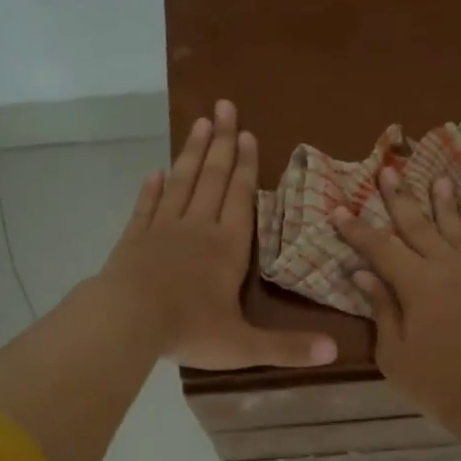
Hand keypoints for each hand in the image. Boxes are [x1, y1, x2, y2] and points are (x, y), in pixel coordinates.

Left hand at [99, 100, 336, 370]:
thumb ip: (287, 348)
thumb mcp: (243, 346)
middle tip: (225, 107)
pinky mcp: (134, 239)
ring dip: (191, 153)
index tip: (247, 134)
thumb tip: (334, 353)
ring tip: (199, 122)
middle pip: (212, 178)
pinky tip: (155, 172)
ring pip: (181, 183)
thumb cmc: (189, 330)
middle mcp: (197, 229)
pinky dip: (151, 189)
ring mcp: (162, 230)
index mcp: (227, 248)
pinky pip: (145, 207)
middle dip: (221, 143)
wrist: (126, 321)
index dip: (245, 167)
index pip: (240, 199)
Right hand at [332, 169, 460, 426]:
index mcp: (416, 283)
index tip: (339, 209)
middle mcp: (448, 268)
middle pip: (419, 227)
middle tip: (389, 170)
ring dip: (448, 207)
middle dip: (401, 199)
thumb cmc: (436, 381)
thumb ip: (382, 308)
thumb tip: (364, 274)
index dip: (357, 229)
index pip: (380, 247)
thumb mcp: (394, 352)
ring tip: (441, 180)